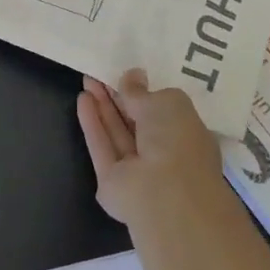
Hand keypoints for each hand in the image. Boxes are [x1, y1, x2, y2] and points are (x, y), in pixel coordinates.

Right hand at [76, 70, 223, 227]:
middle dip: (118, 98)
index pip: (163, 113)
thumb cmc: (177, 142)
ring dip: (103, 107)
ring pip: (117, 134)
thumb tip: (133, 75)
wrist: (165, 196)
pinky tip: (82, 99)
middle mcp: (164, 155)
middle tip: (100, 73)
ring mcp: (137, 171)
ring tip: (87, 80)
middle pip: (136, 123)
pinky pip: (102, 148)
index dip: (143, 94)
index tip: (126, 74)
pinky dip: (92, 124)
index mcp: (187, 137)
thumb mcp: (167, 103)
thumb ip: (143, 91)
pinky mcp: (112, 182)